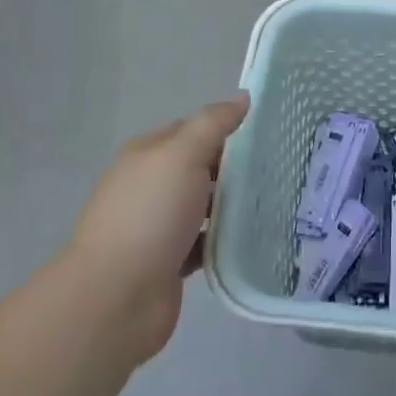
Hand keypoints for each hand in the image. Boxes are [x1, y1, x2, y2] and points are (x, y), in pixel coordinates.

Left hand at [64, 95, 248, 366]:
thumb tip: (242, 96)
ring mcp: (157, 226)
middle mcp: (149, 186)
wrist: (115, 299)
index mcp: (147, 154)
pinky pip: (204, 242)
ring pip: (203, 206)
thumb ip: (213, 124)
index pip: (192, 129)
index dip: (225, 128)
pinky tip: (254, 237)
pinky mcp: (168, 262)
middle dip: (234, 168)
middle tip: (280, 166)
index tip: (266, 133)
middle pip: (199, 167)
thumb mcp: (182, 155)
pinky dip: (224, 240)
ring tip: (275, 200)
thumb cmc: (149, 215)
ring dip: (231, 205)